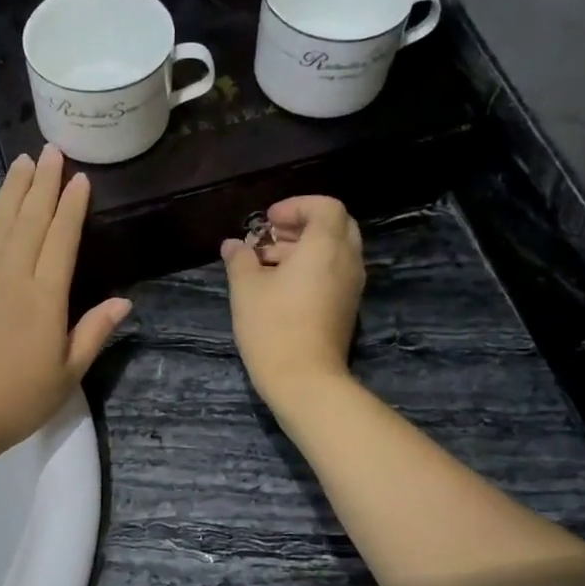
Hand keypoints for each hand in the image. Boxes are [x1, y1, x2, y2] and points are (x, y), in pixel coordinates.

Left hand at [0, 147, 130, 461]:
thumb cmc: (18, 400)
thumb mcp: (67, 373)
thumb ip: (93, 332)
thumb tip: (124, 301)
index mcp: (44, 296)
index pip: (61, 238)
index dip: (72, 206)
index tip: (80, 178)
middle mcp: (11, 276)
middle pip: (29, 219)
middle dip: (43, 183)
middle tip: (52, 151)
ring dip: (13, 190)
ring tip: (24, 163)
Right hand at [221, 196, 364, 412]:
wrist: (304, 380)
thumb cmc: (273, 327)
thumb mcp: (246, 288)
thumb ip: (240, 259)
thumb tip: (232, 245)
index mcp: (326, 246)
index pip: (325, 206)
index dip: (296, 206)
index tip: (268, 221)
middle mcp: (347, 260)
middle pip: (335, 225)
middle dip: (302, 224)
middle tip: (271, 237)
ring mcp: (351, 286)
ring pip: (335, 250)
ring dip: (305, 248)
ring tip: (268, 263)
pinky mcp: (347, 307)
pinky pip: (335, 272)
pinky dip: (313, 268)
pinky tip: (281, 286)